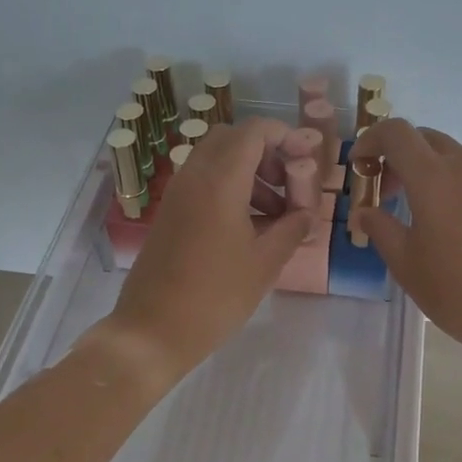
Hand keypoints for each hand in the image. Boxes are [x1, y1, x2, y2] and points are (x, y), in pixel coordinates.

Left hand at [95, 118, 314, 386]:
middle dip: (267, 153)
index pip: (255, 132)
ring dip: (250, 173)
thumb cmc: (216, 297)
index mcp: (220, 181)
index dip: (287, 137)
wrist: (153, 330)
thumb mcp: (266, 263)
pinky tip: (249, 228)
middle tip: (290, 185)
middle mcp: (194, 176)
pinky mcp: (169, 213)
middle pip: (233, 139)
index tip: (308, 161)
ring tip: (277, 215)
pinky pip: (203, 183)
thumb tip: (307, 213)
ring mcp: (177, 194)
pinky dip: (230, 189)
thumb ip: (293, 228)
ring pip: (217, 160)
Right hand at [350, 119, 461, 355]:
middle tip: (394, 193)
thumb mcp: (406, 265)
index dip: (373, 139)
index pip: (396, 133)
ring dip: (439, 175)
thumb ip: (380, 228)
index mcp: (433, 179)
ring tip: (436, 215)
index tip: (363, 164)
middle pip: (429, 140)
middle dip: (404, 158)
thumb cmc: (457, 292)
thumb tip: (365, 211)